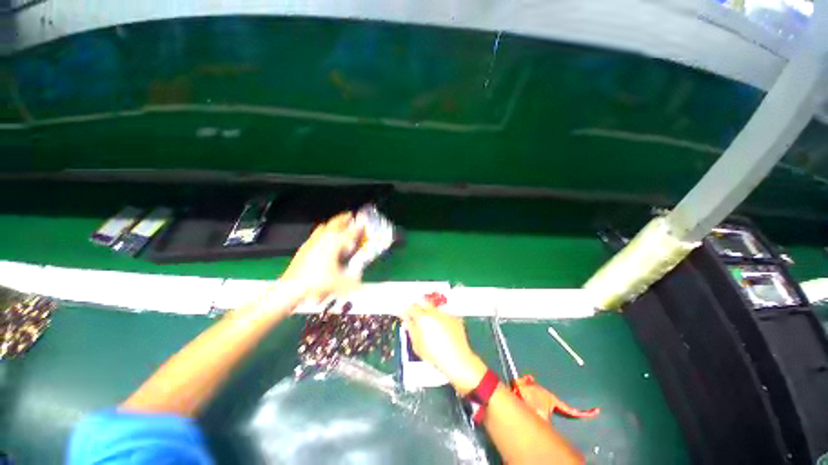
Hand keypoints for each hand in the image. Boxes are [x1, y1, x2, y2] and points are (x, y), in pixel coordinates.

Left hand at [280, 212, 363, 302]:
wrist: (291, 287)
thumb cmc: (315, 282)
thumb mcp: (340, 283)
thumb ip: (353, 281)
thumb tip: (360, 280)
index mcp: (334, 244)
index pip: (350, 232)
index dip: (358, 227)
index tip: (363, 223)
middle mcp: (323, 240)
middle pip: (335, 223)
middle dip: (343, 218)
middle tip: (349, 215)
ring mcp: (312, 242)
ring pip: (324, 226)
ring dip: (332, 224)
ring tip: (336, 224)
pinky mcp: (304, 247)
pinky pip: (315, 234)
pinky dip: (321, 232)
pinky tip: (321, 238)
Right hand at [402, 303, 488, 394]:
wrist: (457, 359)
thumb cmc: (436, 355)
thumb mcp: (417, 345)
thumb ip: (410, 329)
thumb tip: (407, 321)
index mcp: (423, 317)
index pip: (411, 307)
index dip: (407, 310)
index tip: (405, 314)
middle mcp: (434, 312)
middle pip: (423, 302)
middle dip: (418, 307)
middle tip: (416, 315)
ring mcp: (445, 314)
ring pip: (434, 308)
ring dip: (430, 312)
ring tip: (429, 324)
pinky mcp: (454, 317)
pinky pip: (443, 314)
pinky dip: (440, 318)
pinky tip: (440, 328)